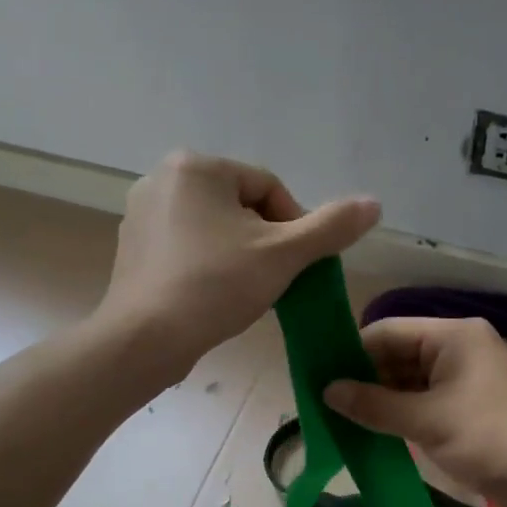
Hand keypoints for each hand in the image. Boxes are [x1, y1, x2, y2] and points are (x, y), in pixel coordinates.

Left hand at [98, 151, 379, 378]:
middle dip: (265, 241)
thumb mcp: (284, 254)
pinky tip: (212, 296)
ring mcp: (142, 213)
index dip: (293, 227)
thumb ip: (331, 227)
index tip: (295, 265)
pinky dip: (207, 265)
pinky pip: (186, 246)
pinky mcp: (132, 246)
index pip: (269, 188)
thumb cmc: (216, 286)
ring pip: (215, 227)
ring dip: (239, 254)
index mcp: (196, 166)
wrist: (145, 339)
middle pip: (241, 206)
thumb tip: (374, 204)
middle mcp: (162, 178)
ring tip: (243, 292)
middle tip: (272, 280)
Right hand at [324, 316, 506, 506]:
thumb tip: (327, 391)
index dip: (353, 351)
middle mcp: (458, 350)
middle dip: (364, 378)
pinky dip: (400, 415)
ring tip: (339, 419)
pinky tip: (371, 431)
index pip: (389, 331)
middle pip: (398, 355)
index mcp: (453, 336)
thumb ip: (374, 405)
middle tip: (324, 402)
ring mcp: (464, 380)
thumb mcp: (427, 421)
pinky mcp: (468, 409)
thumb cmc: (492, 439)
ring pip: (409, 382)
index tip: (319, 375)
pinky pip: (424, 402)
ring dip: (380, 400)